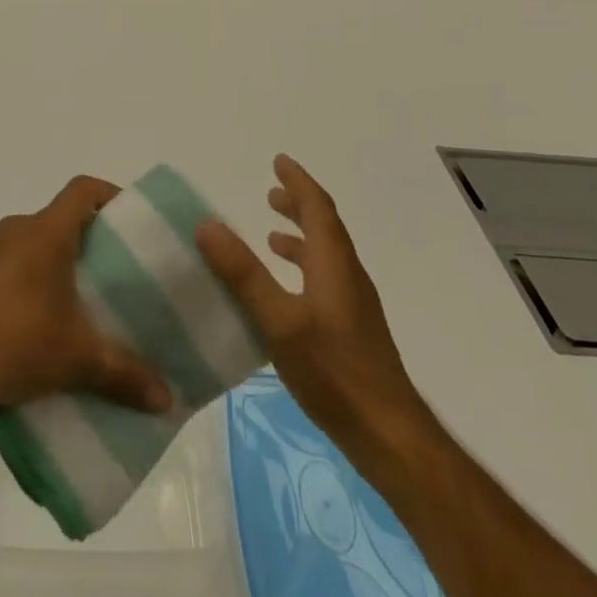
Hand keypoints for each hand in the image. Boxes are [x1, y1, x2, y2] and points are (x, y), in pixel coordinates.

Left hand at [0, 176, 171, 418]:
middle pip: (54, 219)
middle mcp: (12, 230)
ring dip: (43, 262)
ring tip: (63, 303)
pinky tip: (20, 322)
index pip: (82, 190)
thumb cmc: (18, 346)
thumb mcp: (78, 360)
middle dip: (79, 240)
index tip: (126, 217)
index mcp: (44, 234)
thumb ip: (125, 374)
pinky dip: (13, 281)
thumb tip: (167, 400)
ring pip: (23, 243)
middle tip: (102, 272)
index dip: (107, 194)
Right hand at [196, 155, 427, 448]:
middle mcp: (347, 275)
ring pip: (325, 255)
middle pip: (324, 227)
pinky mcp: (352, 331)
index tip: (279, 161)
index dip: (298, 182)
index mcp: (333, 263)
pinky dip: (303, 267)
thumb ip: (243, 273)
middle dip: (298, 205)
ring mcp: (353, 305)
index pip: (318, 207)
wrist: (390, 436)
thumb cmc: (334, 372)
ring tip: (271, 235)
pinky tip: (285, 293)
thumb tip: (207, 224)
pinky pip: (324, 280)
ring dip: (300, 236)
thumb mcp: (279, 321)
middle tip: (271, 192)